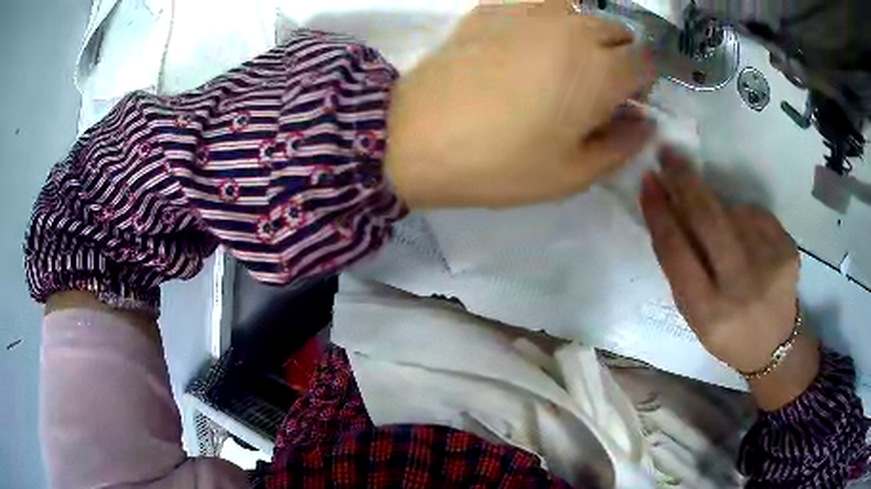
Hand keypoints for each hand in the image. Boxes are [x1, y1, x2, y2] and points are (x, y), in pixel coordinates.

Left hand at [385, 0, 655, 208]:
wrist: (417, 137)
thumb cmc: (500, 164)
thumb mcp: (572, 175)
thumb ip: (621, 146)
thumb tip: (644, 123)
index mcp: (601, 71)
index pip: (647, 61)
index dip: (643, 82)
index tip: (626, 101)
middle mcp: (574, 30)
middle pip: (618, 31)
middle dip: (618, 56)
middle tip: (593, 86)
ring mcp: (532, 11)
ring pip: (581, 11)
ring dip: (585, 33)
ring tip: (561, 61)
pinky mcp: (494, 8)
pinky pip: (538, 2)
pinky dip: (546, 18)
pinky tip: (526, 41)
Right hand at [640, 148, 819, 408]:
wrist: (775, 343)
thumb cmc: (727, 332)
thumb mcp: (695, 316)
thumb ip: (682, 270)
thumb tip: (671, 211)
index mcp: (709, 313)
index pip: (677, 253)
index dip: (660, 214)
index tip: (648, 183)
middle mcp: (741, 288)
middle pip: (708, 220)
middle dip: (685, 182)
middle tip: (669, 155)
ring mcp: (770, 265)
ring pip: (733, 212)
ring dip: (718, 207)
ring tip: (719, 227)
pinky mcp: (788, 249)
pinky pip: (756, 215)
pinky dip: (743, 216)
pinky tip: (745, 234)